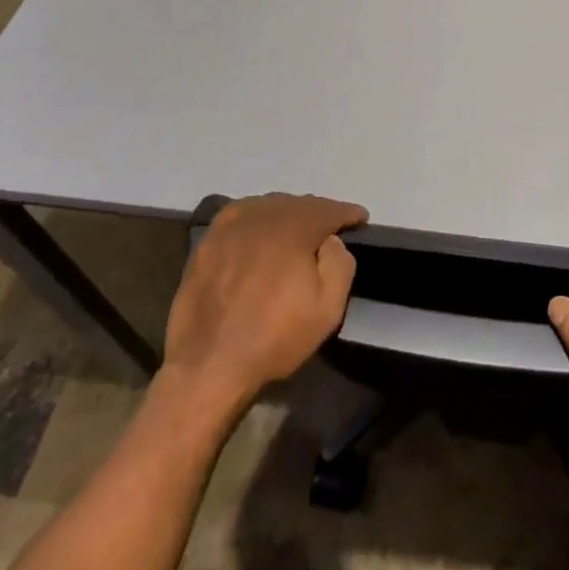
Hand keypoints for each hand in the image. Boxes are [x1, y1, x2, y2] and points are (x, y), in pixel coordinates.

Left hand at [162, 194, 366, 413]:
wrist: (208, 365)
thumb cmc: (274, 338)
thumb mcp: (328, 309)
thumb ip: (340, 264)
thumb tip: (332, 240)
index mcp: (294, 228)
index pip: (329, 209)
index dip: (347, 213)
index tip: (360, 218)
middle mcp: (262, 215)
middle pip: (298, 204)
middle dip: (318, 213)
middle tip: (330, 229)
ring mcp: (231, 226)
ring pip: (269, 207)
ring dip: (287, 214)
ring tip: (296, 230)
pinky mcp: (208, 240)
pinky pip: (241, 216)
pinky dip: (257, 218)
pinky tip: (259, 231)